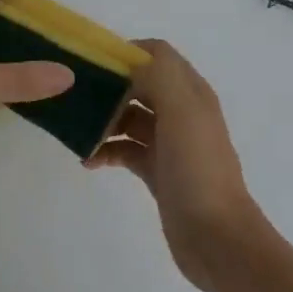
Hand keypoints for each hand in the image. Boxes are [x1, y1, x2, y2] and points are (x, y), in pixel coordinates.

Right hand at [86, 41, 265, 291]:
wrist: (218, 239)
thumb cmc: (198, 170)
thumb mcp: (182, 112)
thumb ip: (157, 75)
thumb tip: (126, 64)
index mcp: (191, 93)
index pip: (157, 54)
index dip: (126, 52)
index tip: (92, 62)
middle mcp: (181, 112)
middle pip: (139, 84)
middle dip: (108, 86)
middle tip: (74, 95)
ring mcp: (169, 143)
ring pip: (128, 117)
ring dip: (102, 119)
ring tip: (77, 130)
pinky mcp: (157, 171)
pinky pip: (124, 149)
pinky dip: (105, 149)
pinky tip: (88, 160)